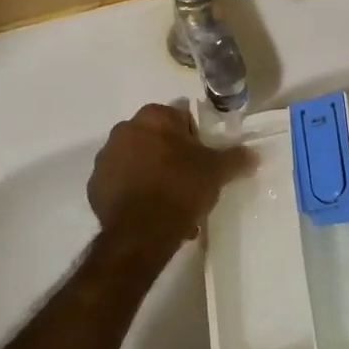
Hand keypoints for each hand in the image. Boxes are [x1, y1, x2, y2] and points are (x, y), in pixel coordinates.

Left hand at [88, 104, 251, 246]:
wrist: (142, 232)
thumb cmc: (181, 188)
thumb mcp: (217, 171)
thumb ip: (235, 158)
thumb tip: (253, 154)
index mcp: (153, 117)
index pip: (180, 119)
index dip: (195, 140)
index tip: (203, 162)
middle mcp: (124, 130)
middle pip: (156, 140)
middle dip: (172, 158)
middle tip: (190, 183)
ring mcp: (105, 159)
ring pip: (138, 163)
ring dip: (153, 176)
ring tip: (172, 206)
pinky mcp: (95, 187)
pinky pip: (122, 186)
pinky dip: (135, 195)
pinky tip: (152, 215)